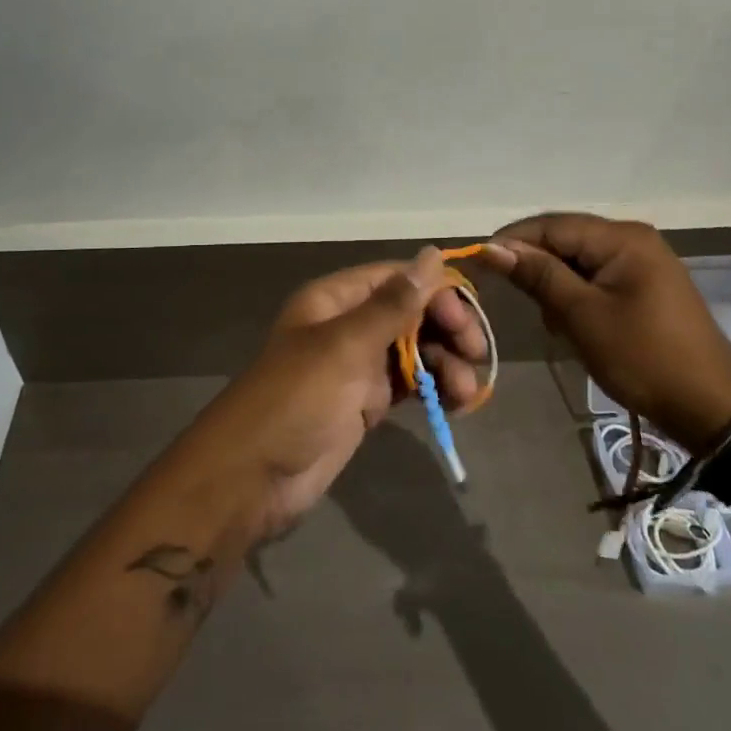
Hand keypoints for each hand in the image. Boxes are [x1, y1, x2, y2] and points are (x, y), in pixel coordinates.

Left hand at [184, 248, 488, 540]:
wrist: (254, 477)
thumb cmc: (297, 399)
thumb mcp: (346, 346)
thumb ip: (394, 303)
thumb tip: (432, 253)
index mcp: (335, 299)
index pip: (397, 278)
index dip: (436, 291)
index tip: (466, 319)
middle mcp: (348, 324)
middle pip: (411, 312)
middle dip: (447, 329)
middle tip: (476, 355)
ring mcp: (358, 365)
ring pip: (416, 349)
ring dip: (446, 363)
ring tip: (465, 393)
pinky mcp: (366, 401)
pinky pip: (409, 383)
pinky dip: (434, 388)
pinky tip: (455, 403)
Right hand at [484, 214, 730, 454]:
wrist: (709, 405)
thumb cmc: (642, 357)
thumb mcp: (583, 316)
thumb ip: (538, 275)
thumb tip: (492, 248)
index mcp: (622, 237)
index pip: (552, 225)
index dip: (512, 241)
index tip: (479, 264)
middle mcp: (632, 238)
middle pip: (565, 238)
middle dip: (535, 265)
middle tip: (514, 298)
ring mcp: (641, 260)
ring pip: (577, 259)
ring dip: (554, 283)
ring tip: (549, 320)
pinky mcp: (643, 284)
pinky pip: (595, 276)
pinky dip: (575, 294)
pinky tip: (570, 322)